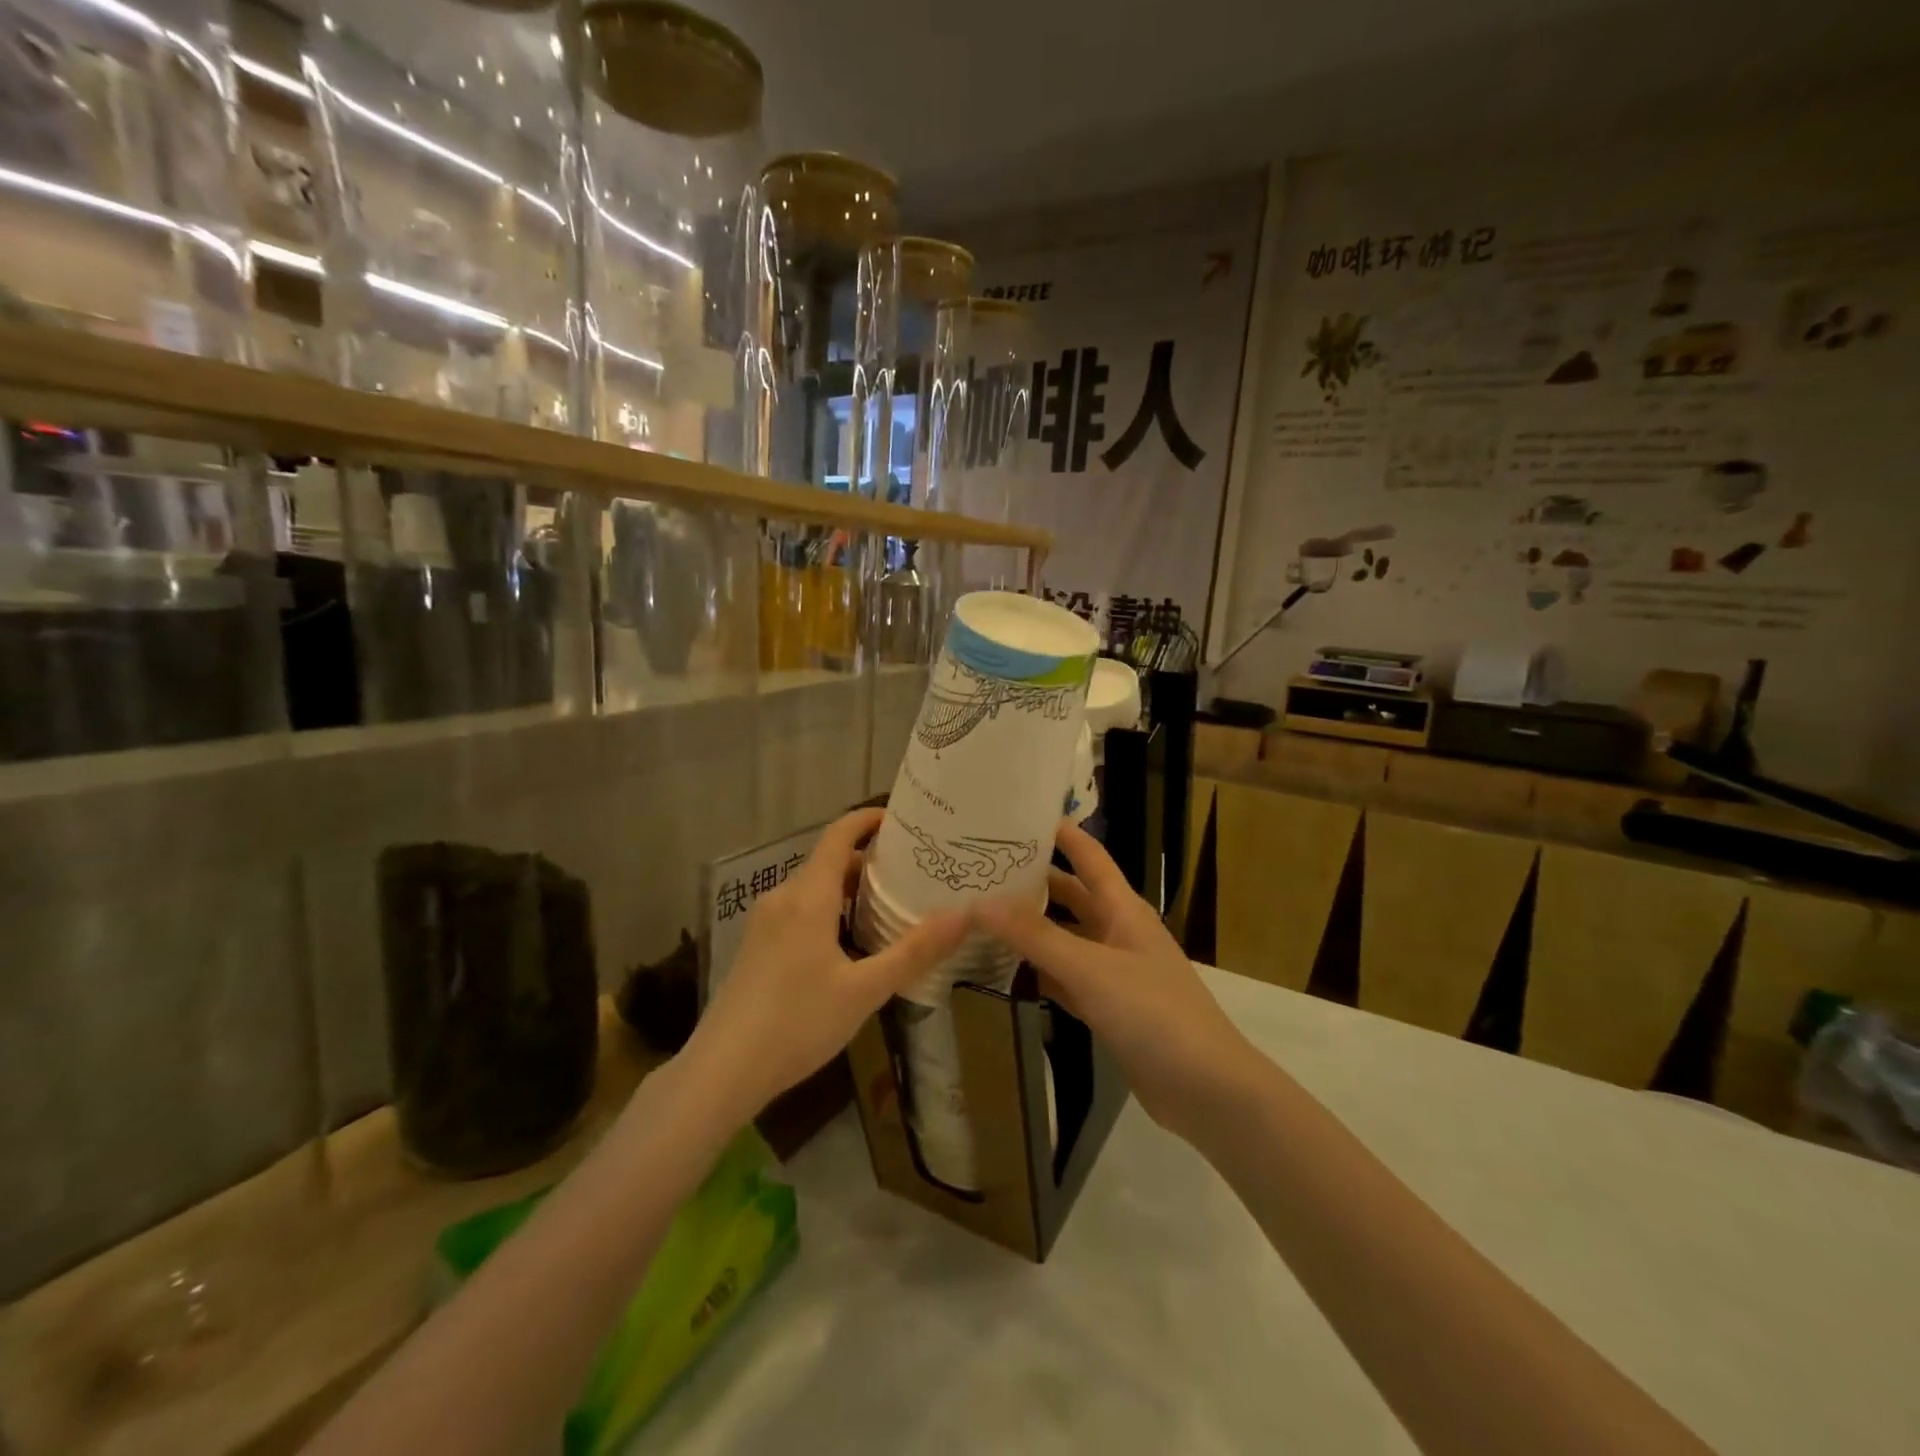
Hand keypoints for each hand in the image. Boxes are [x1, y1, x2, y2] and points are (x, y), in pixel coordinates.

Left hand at [684, 808, 968, 1121]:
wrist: (721, 1071)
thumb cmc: (797, 1023)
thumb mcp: (865, 991)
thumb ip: (915, 951)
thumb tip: (965, 915)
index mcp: (808, 896)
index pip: (839, 835)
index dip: (868, 819)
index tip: (902, 820)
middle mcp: (783, 898)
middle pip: (829, 861)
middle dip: (869, 861)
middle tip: (913, 872)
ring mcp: (765, 922)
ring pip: (813, 888)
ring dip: (850, 889)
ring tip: (890, 906)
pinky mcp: (756, 947)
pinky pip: (799, 911)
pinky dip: (830, 910)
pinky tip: (851, 944)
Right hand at [978, 820, 1255, 1138]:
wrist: (1205, 1089)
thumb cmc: (1154, 1013)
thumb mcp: (1091, 968)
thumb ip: (1035, 936)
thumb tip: (979, 902)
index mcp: (1123, 909)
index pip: (1088, 856)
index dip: (1060, 833)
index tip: (1015, 816)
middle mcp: (1117, 932)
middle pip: (1070, 896)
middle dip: (1032, 881)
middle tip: (980, 869)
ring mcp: (1112, 972)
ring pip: (1063, 939)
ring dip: (1029, 929)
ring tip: (979, 915)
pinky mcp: (1106, 1008)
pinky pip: (1064, 979)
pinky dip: (1037, 972)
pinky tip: (1003, 971)